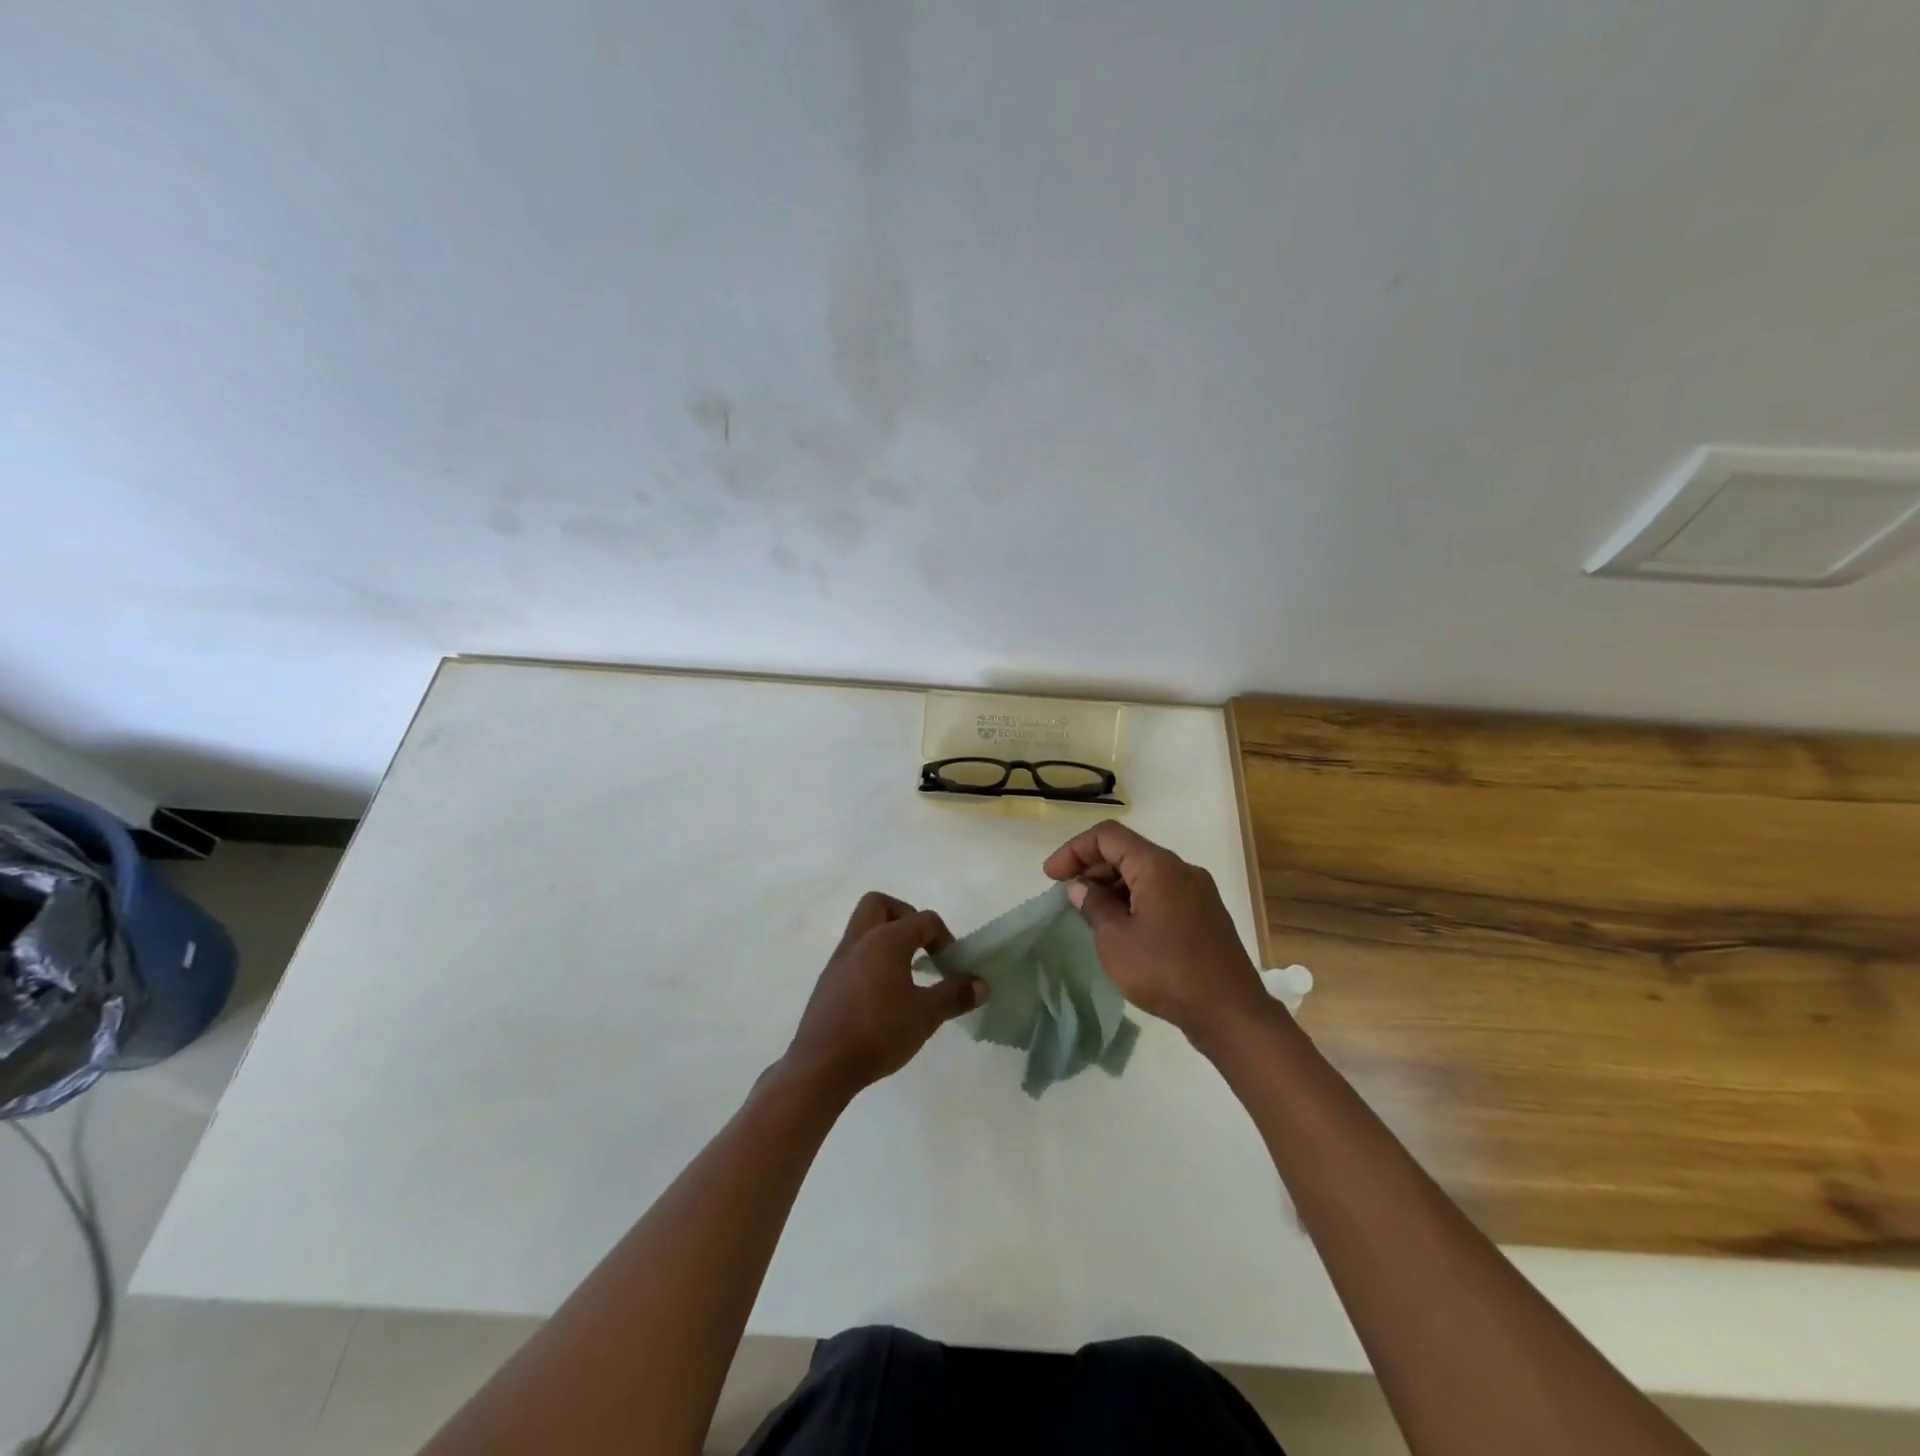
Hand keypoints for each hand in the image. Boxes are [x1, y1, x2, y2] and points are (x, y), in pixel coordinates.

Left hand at [783, 892, 984, 1096]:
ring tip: (905, 972)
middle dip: (905, 917)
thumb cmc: (879, 1032)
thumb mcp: (926, 1015)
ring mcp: (839, 959)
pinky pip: (853, 954)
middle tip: (921, 946)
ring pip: (863, 928)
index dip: (945, 938)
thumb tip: (981, 984)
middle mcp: (860, 939)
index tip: (951, 967)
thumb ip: (955, 995)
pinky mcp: (828, 980)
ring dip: (886, 939)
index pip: (924, 920)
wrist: (822, 1065)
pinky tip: (883, 995)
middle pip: (881, 905)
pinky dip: (871, 960)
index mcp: (886, 939)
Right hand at [1044, 821, 1266, 1041]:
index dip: (1074, 850)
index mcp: (1158, 866)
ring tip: (1090, 914)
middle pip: (1128, 851)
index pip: (1108, 836)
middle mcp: (1181, 869)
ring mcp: (1198, 892)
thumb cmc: (1166, 971)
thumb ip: (1094, 906)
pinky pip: (1162, 892)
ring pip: (1146, 873)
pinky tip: (1122, 927)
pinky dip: (1135, 899)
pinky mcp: (1205, 915)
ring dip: (1113, 885)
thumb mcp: (1116, 940)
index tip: (1052, 876)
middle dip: (1092, 867)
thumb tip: (1080, 886)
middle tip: (1068, 896)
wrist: (1231, 1013)